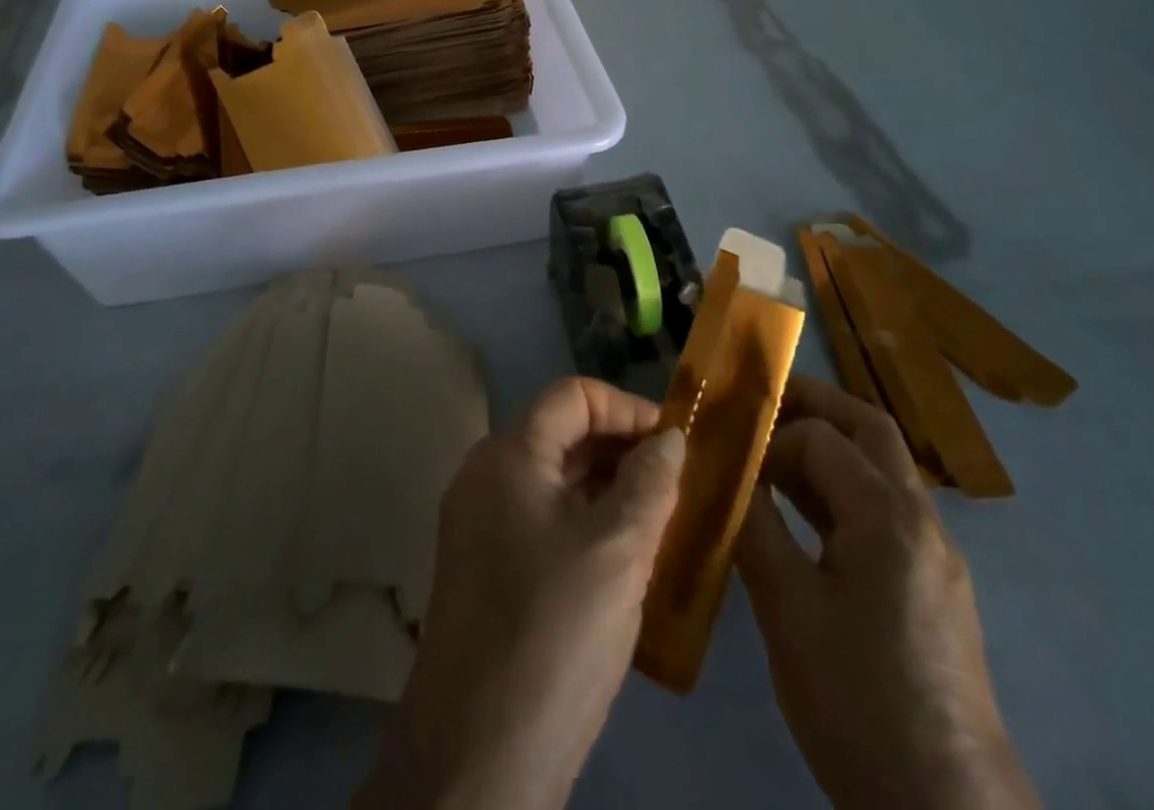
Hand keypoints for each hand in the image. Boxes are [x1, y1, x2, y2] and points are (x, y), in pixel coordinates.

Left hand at [355, 377, 685, 809]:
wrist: (476, 756)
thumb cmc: (554, 633)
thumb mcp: (618, 552)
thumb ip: (650, 483)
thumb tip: (669, 438)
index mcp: (509, 454)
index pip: (574, 396)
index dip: (627, 409)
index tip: (676, 444)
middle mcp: (486, 475)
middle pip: (562, 434)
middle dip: (622, 451)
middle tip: (678, 485)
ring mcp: (481, 523)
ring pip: (555, 481)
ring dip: (608, 490)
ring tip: (662, 522)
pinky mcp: (486, 567)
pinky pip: (543, 520)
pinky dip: (585, 524)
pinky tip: (624, 561)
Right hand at [735, 378, 1039, 809]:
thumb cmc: (858, 699)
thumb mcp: (787, 608)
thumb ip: (754, 525)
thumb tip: (723, 473)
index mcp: (888, 516)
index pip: (821, 437)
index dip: (770, 437)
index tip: (728, 454)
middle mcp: (921, 520)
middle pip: (869, 429)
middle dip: (813, 407)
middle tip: (758, 411)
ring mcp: (935, 554)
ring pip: (881, 468)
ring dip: (828, 450)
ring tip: (769, 461)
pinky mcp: (934, 587)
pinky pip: (886, 511)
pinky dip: (843, 492)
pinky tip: (805, 519)